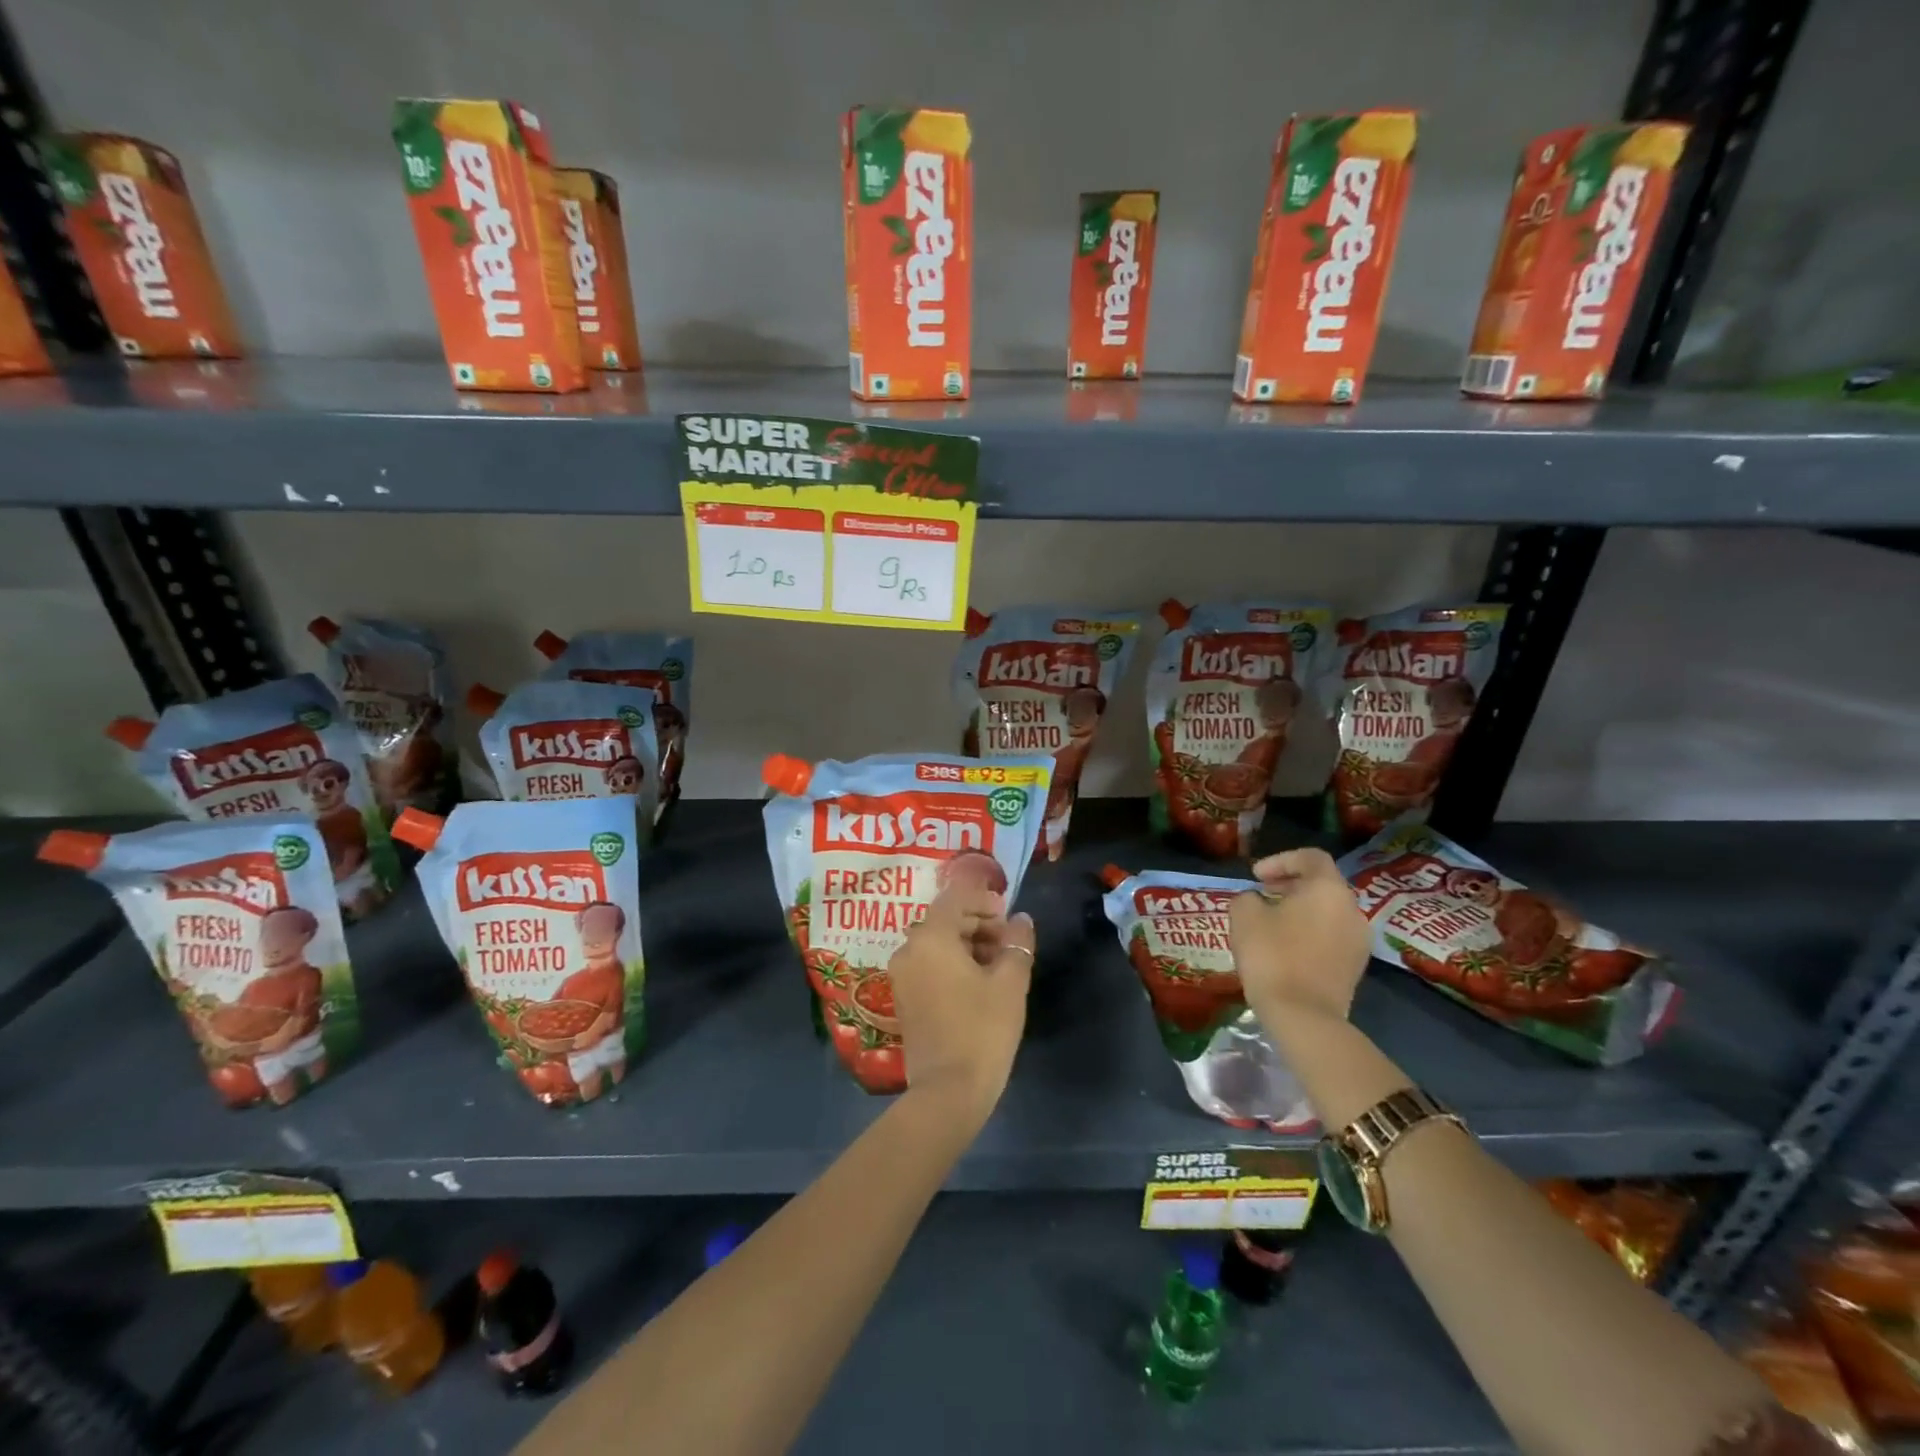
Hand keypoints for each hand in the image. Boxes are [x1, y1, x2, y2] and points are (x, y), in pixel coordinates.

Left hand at [887, 885, 1034, 1123]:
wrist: (948, 1091)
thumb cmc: (982, 1029)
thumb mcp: (1010, 982)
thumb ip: (1017, 943)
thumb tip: (1020, 919)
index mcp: (931, 937)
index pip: (956, 899)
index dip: (985, 901)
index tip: (1009, 918)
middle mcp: (908, 949)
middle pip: (945, 920)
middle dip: (979, 924)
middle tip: (1009, 943)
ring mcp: (902, 975)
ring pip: (937, 944)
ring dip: (967, 944)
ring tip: (999, 965)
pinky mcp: (904, 998)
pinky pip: (929, 965)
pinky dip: (952, 964)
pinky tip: (978, 984)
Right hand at [1230, 848, 1371, 1024]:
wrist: (1303, 1016)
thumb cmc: (1272, 955)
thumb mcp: (1244, 915)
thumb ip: (1248, 897)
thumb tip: (1257, 901)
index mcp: (1328, 889)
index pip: (1311, 857)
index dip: (1281, 860)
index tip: (1256, 876)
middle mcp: (1352, 909)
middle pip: (1322, 884)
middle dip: (1290, 884)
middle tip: (1262, 893)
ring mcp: (1359, 940)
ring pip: (1328, 911)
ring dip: (1301, 909)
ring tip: (1272, 921)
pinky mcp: (1356, 966)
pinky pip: (1332, 935)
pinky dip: (1310, 931)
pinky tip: (1286, 946)